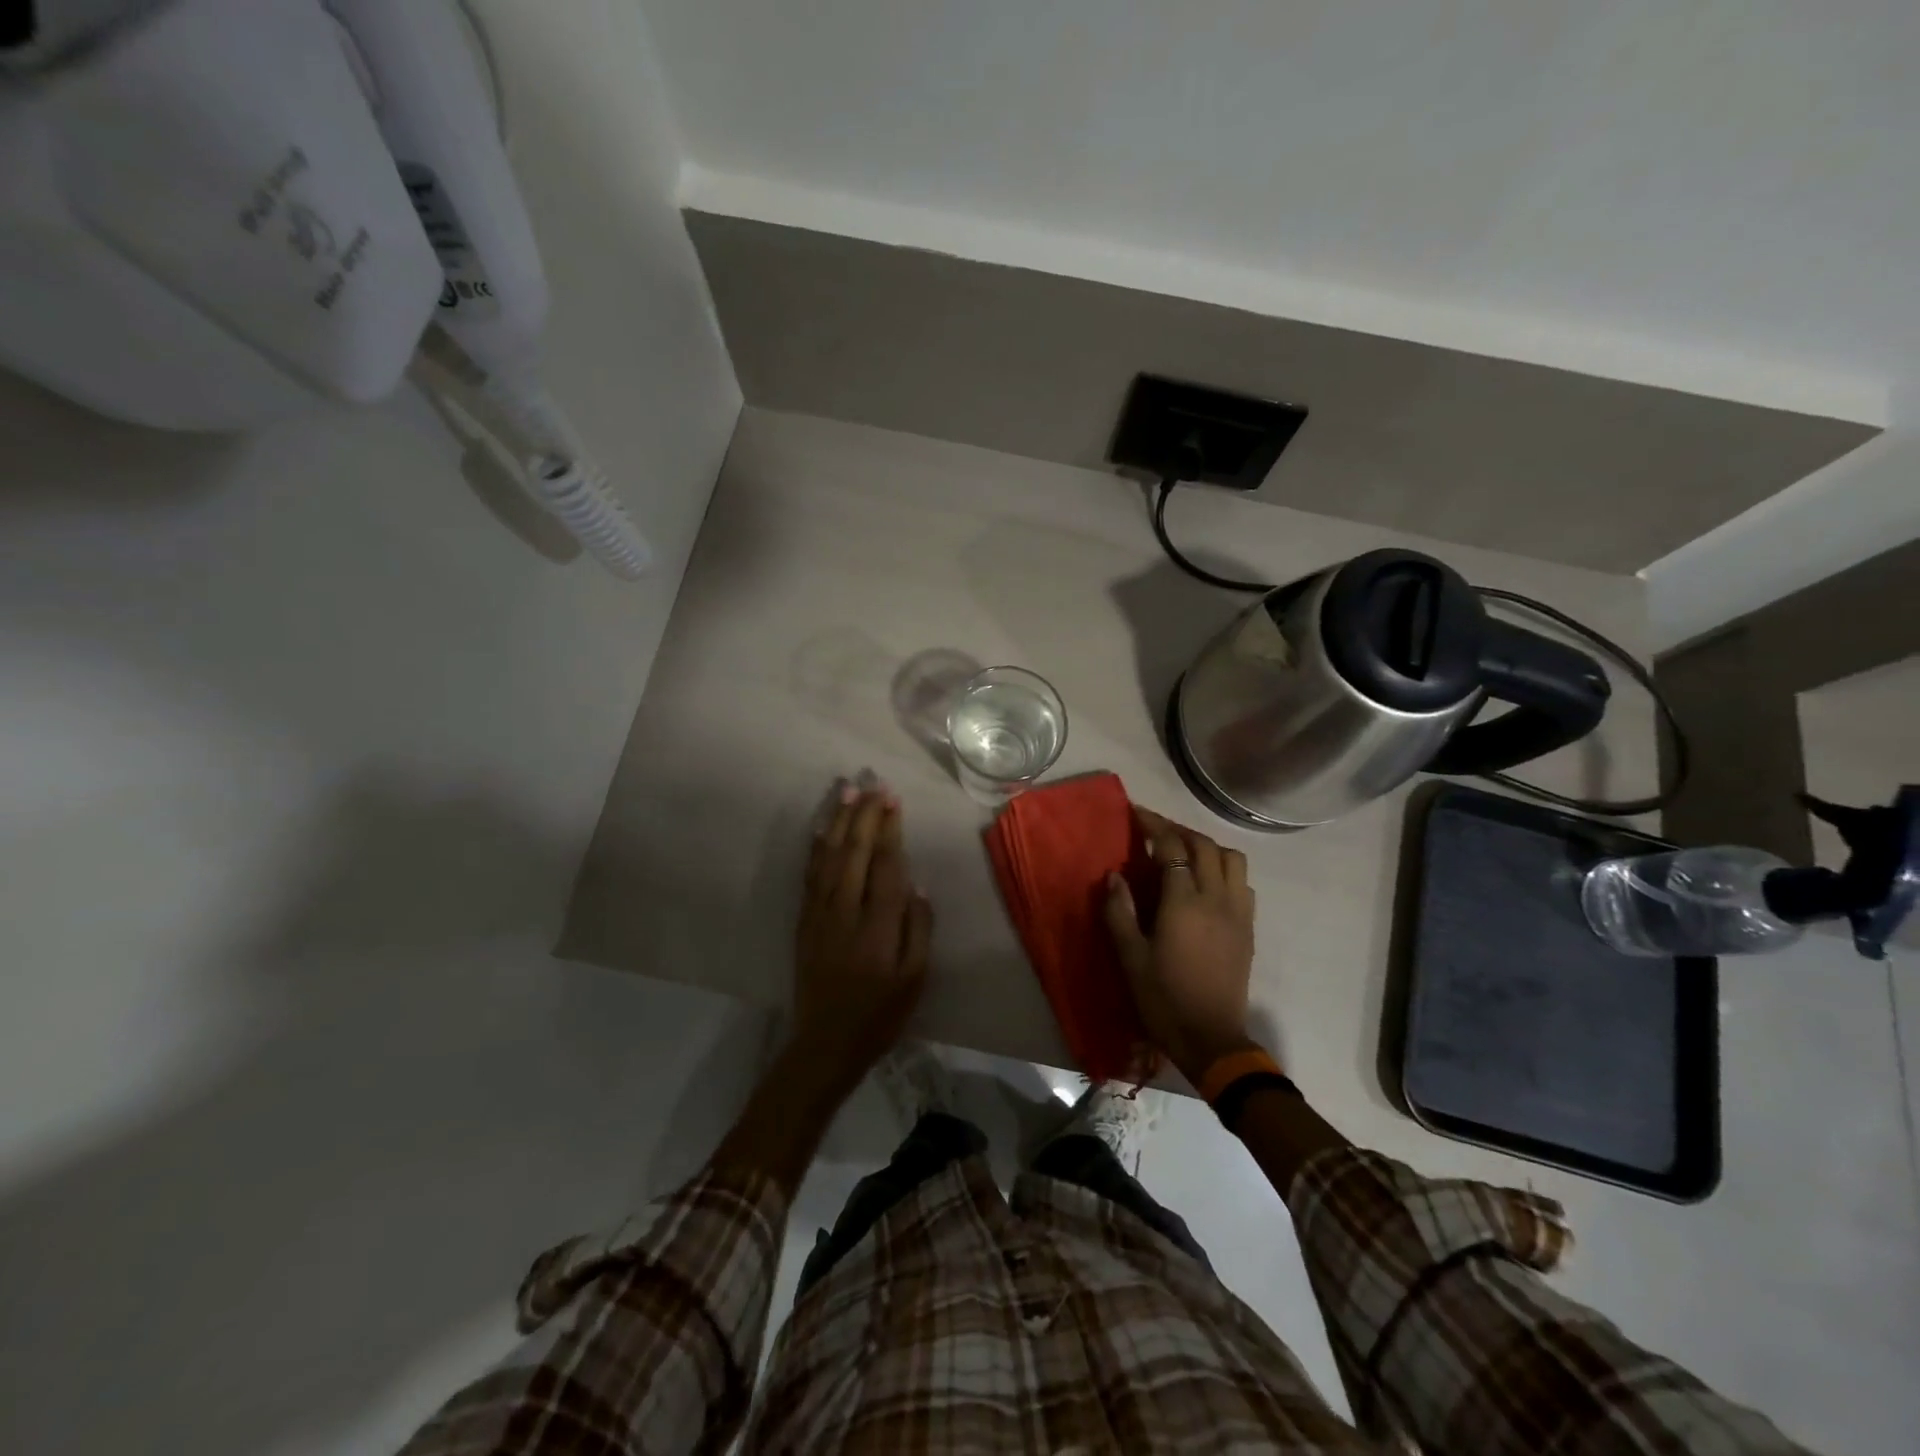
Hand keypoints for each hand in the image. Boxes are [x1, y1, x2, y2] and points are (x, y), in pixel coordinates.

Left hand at [792, 783, 932, 1082]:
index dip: (889, 829)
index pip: (884, 865)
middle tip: (873, 783)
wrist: (825, 1042)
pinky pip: (809, 873)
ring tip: (846, 790)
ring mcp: (819, 913)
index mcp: (877, 926)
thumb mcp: (915, 979)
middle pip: (854, 851)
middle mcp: (844, 911)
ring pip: (828, 856)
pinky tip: (820, 827)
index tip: (893, 800)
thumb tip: (916, 886)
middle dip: (864, 814)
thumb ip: (918, 929)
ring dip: (838, 821)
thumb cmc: (879, 1013)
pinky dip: (816, 846)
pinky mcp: (804, 920)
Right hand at [1104, 806, 1256, 1085]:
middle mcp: (1216, 899)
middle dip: (1179, 831)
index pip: (1172, 848)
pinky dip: (1224, 870)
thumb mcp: (1130, 957)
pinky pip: (1242, 883)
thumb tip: (1113, 875)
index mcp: (1184, 904)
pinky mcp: (1248, 929)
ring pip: (1232, 860)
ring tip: (1183, 853)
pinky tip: (1206, 883)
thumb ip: (1119, 912)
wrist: (1211, 1039)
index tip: (1136, 814)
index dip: (1154, 826)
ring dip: (1207, 847)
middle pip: (1205, 846)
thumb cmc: (1163, 999)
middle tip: (1155, 830)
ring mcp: (1238, 913)